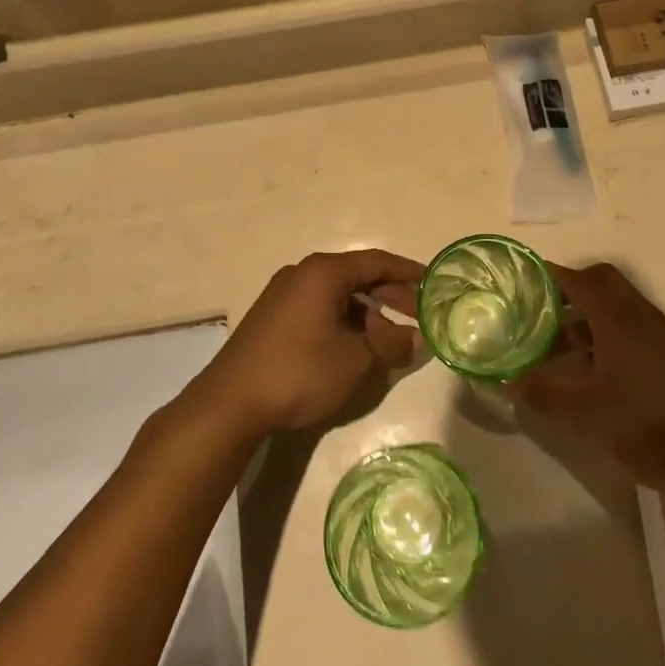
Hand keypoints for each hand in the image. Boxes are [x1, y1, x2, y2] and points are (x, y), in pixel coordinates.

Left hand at [198, 250, 423, 436]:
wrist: (230, 403)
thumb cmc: (300, 372)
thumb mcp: (355, 360)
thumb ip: (391, 344)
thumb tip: (417, 340)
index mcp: (324, 272)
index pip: (377, 262)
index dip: (408, 272)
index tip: (434, 282)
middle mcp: (302, 274)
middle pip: (357, 277)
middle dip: (391, 296)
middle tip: (419, 314)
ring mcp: (283, 295)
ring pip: (337, 296)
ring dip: (367, 313)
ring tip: (389, 339)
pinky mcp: (272, 318)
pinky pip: (319, 309)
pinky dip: (343, 322)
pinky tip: (354, 347)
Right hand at [511, 263, 664, 496]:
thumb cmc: (641, 426)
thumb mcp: (582, 412)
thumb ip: (541, 391)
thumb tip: (507, 382)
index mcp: (618, 318)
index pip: (579, 279)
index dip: (549, 276)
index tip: (522, 283)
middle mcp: (639, 314)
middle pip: (600, 281)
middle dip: (568, 289)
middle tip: (539, 311)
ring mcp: (657, 332)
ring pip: (615, 303)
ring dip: (585, 314)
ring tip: (555, 346)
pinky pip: (629, 323)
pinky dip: (603, 331)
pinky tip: (587, 366)